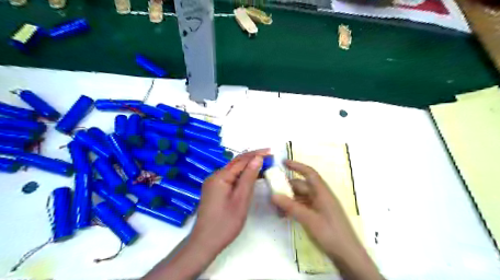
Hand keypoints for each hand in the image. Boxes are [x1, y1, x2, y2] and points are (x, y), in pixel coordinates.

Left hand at [188, 149, 269, 255]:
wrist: (205, 242)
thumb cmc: (225, 222)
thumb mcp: (241, 199)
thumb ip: (249, 177)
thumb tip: (257, 158)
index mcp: (220, 176)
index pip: (241, 160)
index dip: (256, 154)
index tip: (271, 151)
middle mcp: (215, 176)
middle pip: (236, 163)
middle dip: (252, 159)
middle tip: (269, 157)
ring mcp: (213, 183)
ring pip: (233, 171)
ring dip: (248, 167)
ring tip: (263, 165)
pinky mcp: (214, 190)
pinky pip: (230, 178)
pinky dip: (241, 176)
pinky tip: (250, 178)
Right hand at [271, 160, 380, 279]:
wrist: (347, 256)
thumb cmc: (330, 234)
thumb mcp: (309, 219)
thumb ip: (291, 206)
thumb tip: (273, 195)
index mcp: (322, 192)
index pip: (309, 173)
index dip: (297, 166)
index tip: (283, 162)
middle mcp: (321, 197)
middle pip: (302, 186)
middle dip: (287, 187)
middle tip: (271, 190)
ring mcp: (319, 207)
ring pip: (301, 197)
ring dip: (288, 200)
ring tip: (275, 207)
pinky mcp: (318, 216)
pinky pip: (303, 207)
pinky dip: (293, 208)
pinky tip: (284, 215)